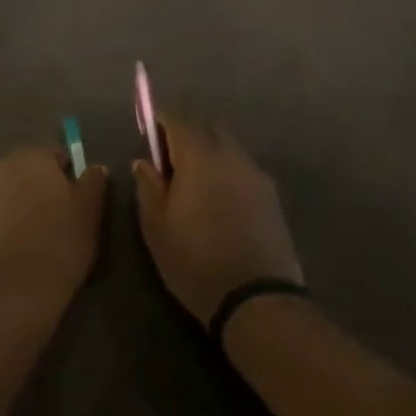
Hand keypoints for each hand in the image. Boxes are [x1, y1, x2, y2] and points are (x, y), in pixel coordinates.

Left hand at [0, 147, 108, 307]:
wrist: (13, 293)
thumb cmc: (59, 244)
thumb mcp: (90, 212)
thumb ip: (93, 182)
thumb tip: (94, 168)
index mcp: (31, 156)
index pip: (54, 153)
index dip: (67, 174)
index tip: (75, 199)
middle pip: (25, 169)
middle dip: (39, 184)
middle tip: (55, 215)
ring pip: (6, 190)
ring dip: (17, 201)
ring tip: (32, 233)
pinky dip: (0, 221)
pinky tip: (12, 245)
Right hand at [133, 116, 302, 325]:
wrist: (256, 299)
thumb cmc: (195, 260)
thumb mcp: (156, 226)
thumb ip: (148, 186)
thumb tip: (145, 162)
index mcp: (200, 156)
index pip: (178, 117)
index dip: (159, 119)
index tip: (147, 132)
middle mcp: (231, 155)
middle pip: (207, 124)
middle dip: (186, 130)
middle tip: (168, 157)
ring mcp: (255, 173)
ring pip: (228, 144)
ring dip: (208, 150)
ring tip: (193, 181)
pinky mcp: (271, 195)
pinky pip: (242, 167)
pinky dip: (226, 170)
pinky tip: (218, 199)